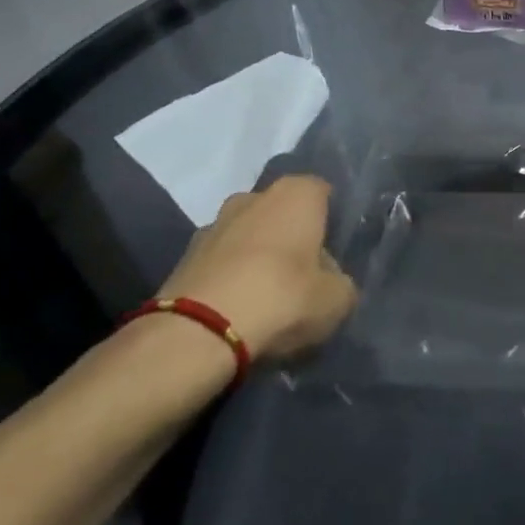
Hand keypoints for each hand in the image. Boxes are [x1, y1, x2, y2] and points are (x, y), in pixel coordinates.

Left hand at [156, 176, 357, 360]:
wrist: (199, 332)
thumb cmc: (283, 297)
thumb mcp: (337, 298)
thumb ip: (340, 281)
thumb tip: (329, 279)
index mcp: (295, 194)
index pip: (322, 192)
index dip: (331, 219)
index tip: (337, 248)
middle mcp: (252, 197)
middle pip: (281, 212)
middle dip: (291, 235)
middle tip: (304, 271)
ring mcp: (213, 224)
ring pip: (248, 235)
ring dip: (258, 255)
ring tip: (268, 294)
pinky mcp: (184, 257)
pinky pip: (221, 261)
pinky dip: (231, 276)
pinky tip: (239, 307)